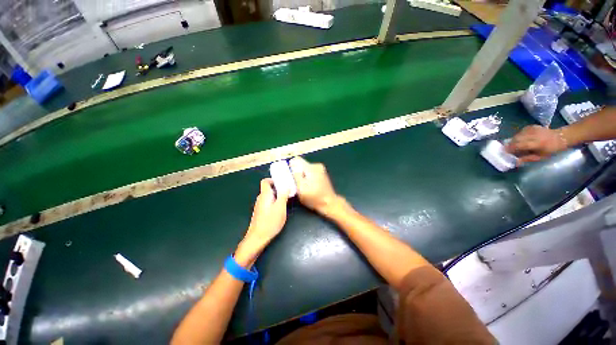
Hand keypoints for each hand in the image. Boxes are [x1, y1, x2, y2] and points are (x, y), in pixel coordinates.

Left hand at [242, 179, 288, 249]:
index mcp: (264, 195)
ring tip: (286, 200)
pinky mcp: (261, 212)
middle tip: (288, 192)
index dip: (273, 180)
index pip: (265, 181)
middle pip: (268, 189)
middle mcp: (260, 199)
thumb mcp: (280, 207)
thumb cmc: (270, 222)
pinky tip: (280, 209)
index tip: (282, 183)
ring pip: (269, 196)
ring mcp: (260, 206)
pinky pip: (268, 203)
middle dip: (278, 189)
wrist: (258, 238)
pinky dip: (275, 202)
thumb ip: (283, 195)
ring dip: (277, 196)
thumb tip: (286, 185)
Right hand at [289, 157, 340, 215]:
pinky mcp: (321, 174)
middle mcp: (316, 165)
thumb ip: (295, 175)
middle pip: (301, 164)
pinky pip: (310, 172)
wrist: (329, 203)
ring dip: (301, 176)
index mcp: (311, 167)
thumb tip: (291, 165)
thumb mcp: (301, 188)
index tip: (289, 176)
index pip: (296, 159)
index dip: (290, 166)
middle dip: (296, 172)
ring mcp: (320, 169)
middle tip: (295, 183)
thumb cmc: (314, 197)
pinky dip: (307, 177)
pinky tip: (308, 186)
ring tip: (302, 186)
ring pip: (305, 169)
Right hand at [505, 125, 567, 163]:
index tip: (505, 151)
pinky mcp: (532, 126)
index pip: (521, 144)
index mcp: (538, 143)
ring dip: (513, 140)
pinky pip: (521, 131)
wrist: (561, 137)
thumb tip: (516, 162)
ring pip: (518, 134)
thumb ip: (528, 159)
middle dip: (511, 144)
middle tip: (506, 149)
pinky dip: (518, 135)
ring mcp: (533, 129)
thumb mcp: (541, 157)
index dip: (512, 148)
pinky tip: (519, 139)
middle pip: (518, 139)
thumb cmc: (551, 150)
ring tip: (512, 145)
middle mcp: (535, 135)